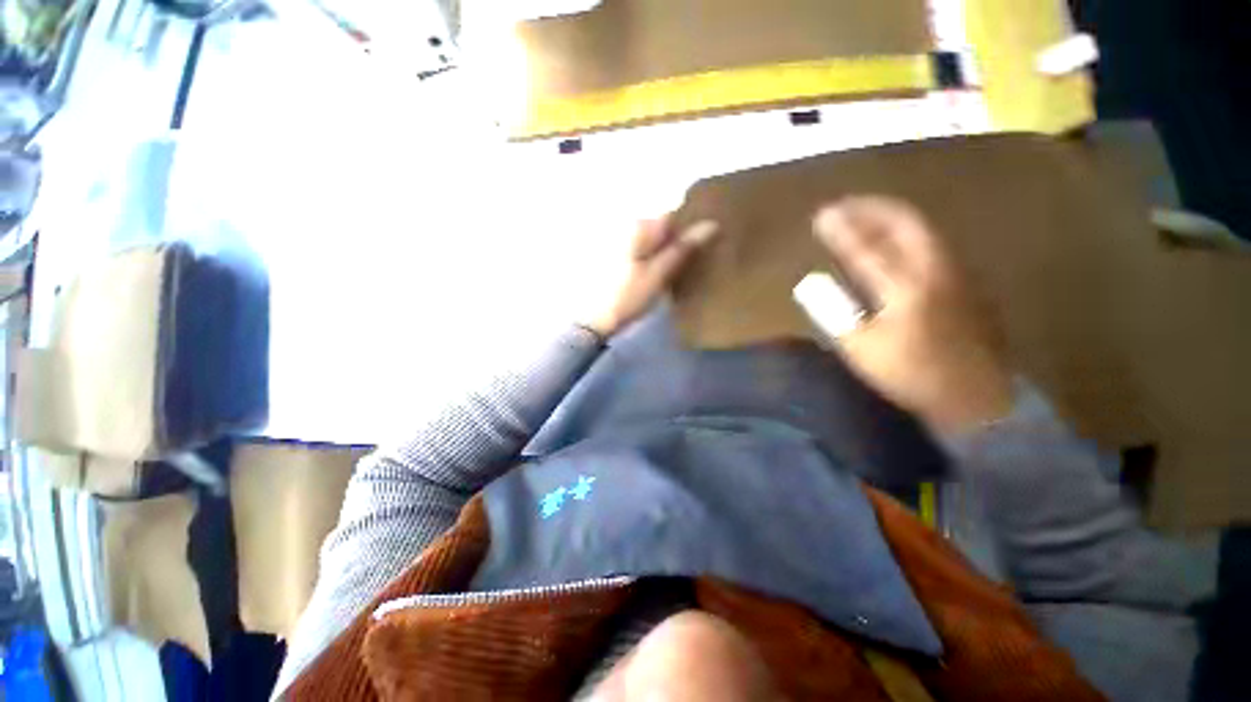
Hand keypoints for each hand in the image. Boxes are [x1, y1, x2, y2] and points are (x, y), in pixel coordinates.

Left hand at [581, 215, 718, 337]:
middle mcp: (627, 226)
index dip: (689, 230)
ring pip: (650, 239)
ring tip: (675, 269)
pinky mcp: (613, 255)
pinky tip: (654, 272)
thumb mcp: (659, 275)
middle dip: (676, 240)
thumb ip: (683, 249)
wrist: (593, 319)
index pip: (673, 216)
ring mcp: (617, 239)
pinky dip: (650, 257)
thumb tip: (712, 224)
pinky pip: (640, 249)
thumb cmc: (628, 297)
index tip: (701, 248)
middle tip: (690, 262)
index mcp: (639, 226)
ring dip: (663, 250)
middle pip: (661, 227)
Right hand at [812, 196, 1012, 430]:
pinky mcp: (965, 284)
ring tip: (866, 216)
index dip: (843, 229)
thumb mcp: (861, 348)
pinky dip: (907, 235)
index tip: (823, 215)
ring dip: (891, 218)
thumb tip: (814, 285)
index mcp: (906, 286)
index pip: (867, 247)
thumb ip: (835, 313)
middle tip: (846, 204)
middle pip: (906, 223)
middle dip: (873, 209)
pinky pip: (932, 245)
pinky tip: (896, 242)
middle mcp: (935, 269)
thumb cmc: (912, 374)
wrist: (975, 398)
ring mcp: (956, 273)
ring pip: (923, 230)